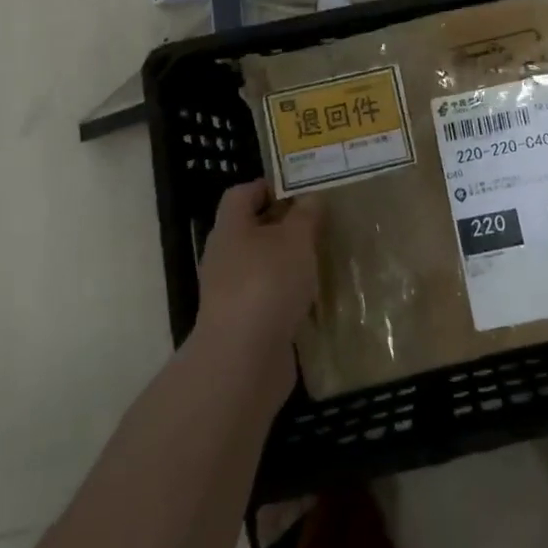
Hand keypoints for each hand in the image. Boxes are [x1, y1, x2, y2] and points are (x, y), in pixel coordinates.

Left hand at [190, 180, 320, 378]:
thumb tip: (310, 197)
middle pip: (253, 229)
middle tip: (320, 222)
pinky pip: (268, 298)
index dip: (269, 186)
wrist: (243, 361)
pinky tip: (315, 297)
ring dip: (289, 262)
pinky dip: (289, 294)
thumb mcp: (296, 239)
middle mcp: (225, 257)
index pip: (242, 194)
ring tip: (323, 258)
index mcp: (230, 228)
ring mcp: (231, 293)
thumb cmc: (267, 284)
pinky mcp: (244, 324)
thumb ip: (305, 215)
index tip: (302, 188)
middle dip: (285, 225)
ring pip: (263, 265)